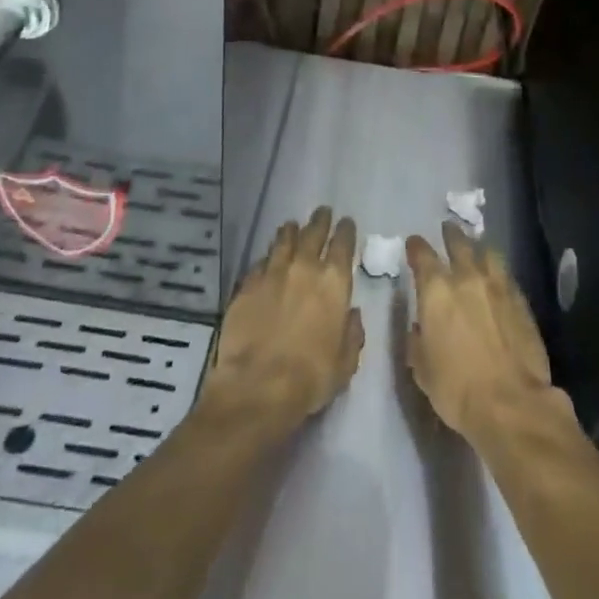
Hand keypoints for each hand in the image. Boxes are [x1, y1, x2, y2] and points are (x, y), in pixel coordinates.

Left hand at [205, 206, 362, 430]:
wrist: (257, 386)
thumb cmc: (311, 377)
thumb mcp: (346, 361)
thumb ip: (352, 332)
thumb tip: (350, 314)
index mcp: (334, 283)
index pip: (343, 245)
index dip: (346, 231)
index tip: (346, 222)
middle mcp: (304, 269)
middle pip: (313, 234)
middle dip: (320, 221)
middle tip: (322, 212)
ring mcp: (271, 274)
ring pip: (283, 241)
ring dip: (290, 232)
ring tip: (292, 226)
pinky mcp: (246, 286)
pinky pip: (260, 263)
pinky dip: (267, 257)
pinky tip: (267, 259)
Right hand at [406, 222, 555, 443]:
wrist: (511, 404)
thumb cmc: (456, 389)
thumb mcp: (421, 368)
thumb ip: (417, 339)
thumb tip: (420, 326)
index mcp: (436, 291)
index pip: (422, 255)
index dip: (416, 247)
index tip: (413, 244)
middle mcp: (467, 279)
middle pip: (459, 243)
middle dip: (450, 234)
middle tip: (447, 229)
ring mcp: (498, 287)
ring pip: (488, 253)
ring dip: (478, 247)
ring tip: (475, 246)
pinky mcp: (521, 301)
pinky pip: (506, 275)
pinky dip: (497, 271)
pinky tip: (497, 276)